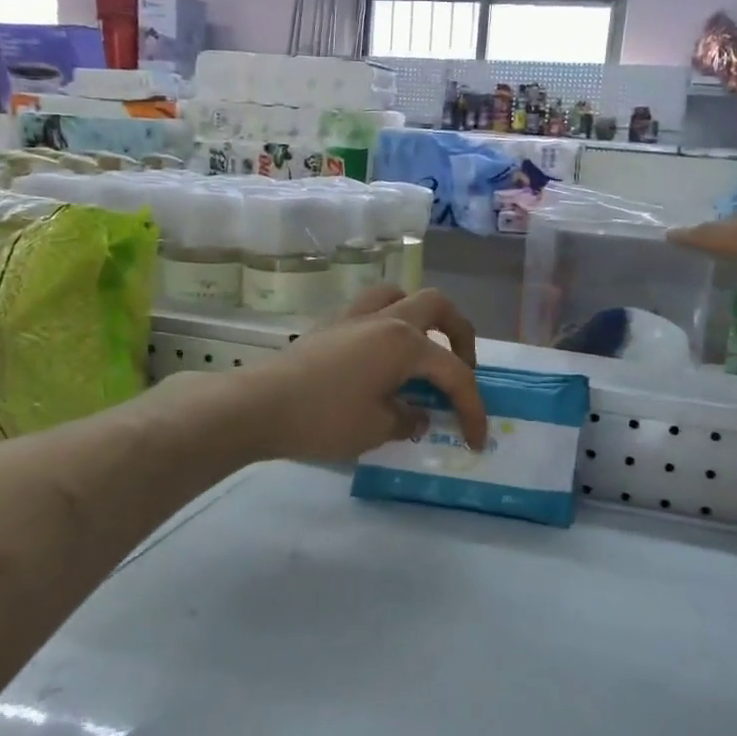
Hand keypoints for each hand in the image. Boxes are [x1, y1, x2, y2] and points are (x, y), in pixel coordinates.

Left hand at [237, 286, 486, 463]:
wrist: (259, 406)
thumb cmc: (324, 418)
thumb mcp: (377, 428)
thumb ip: (408, 418)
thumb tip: (418, 414)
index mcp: (405, 343)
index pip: (453, 373)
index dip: (472, 408)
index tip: (476, 440)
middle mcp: (385, 319)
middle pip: (437, 306)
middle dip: (460, 334)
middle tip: (462, 367)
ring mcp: (354, 317)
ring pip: (400, 295)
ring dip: (421, 317)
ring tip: (422, 349)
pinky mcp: (330, 325)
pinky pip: (370, 309)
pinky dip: (388, 323)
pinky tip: (381, 356)